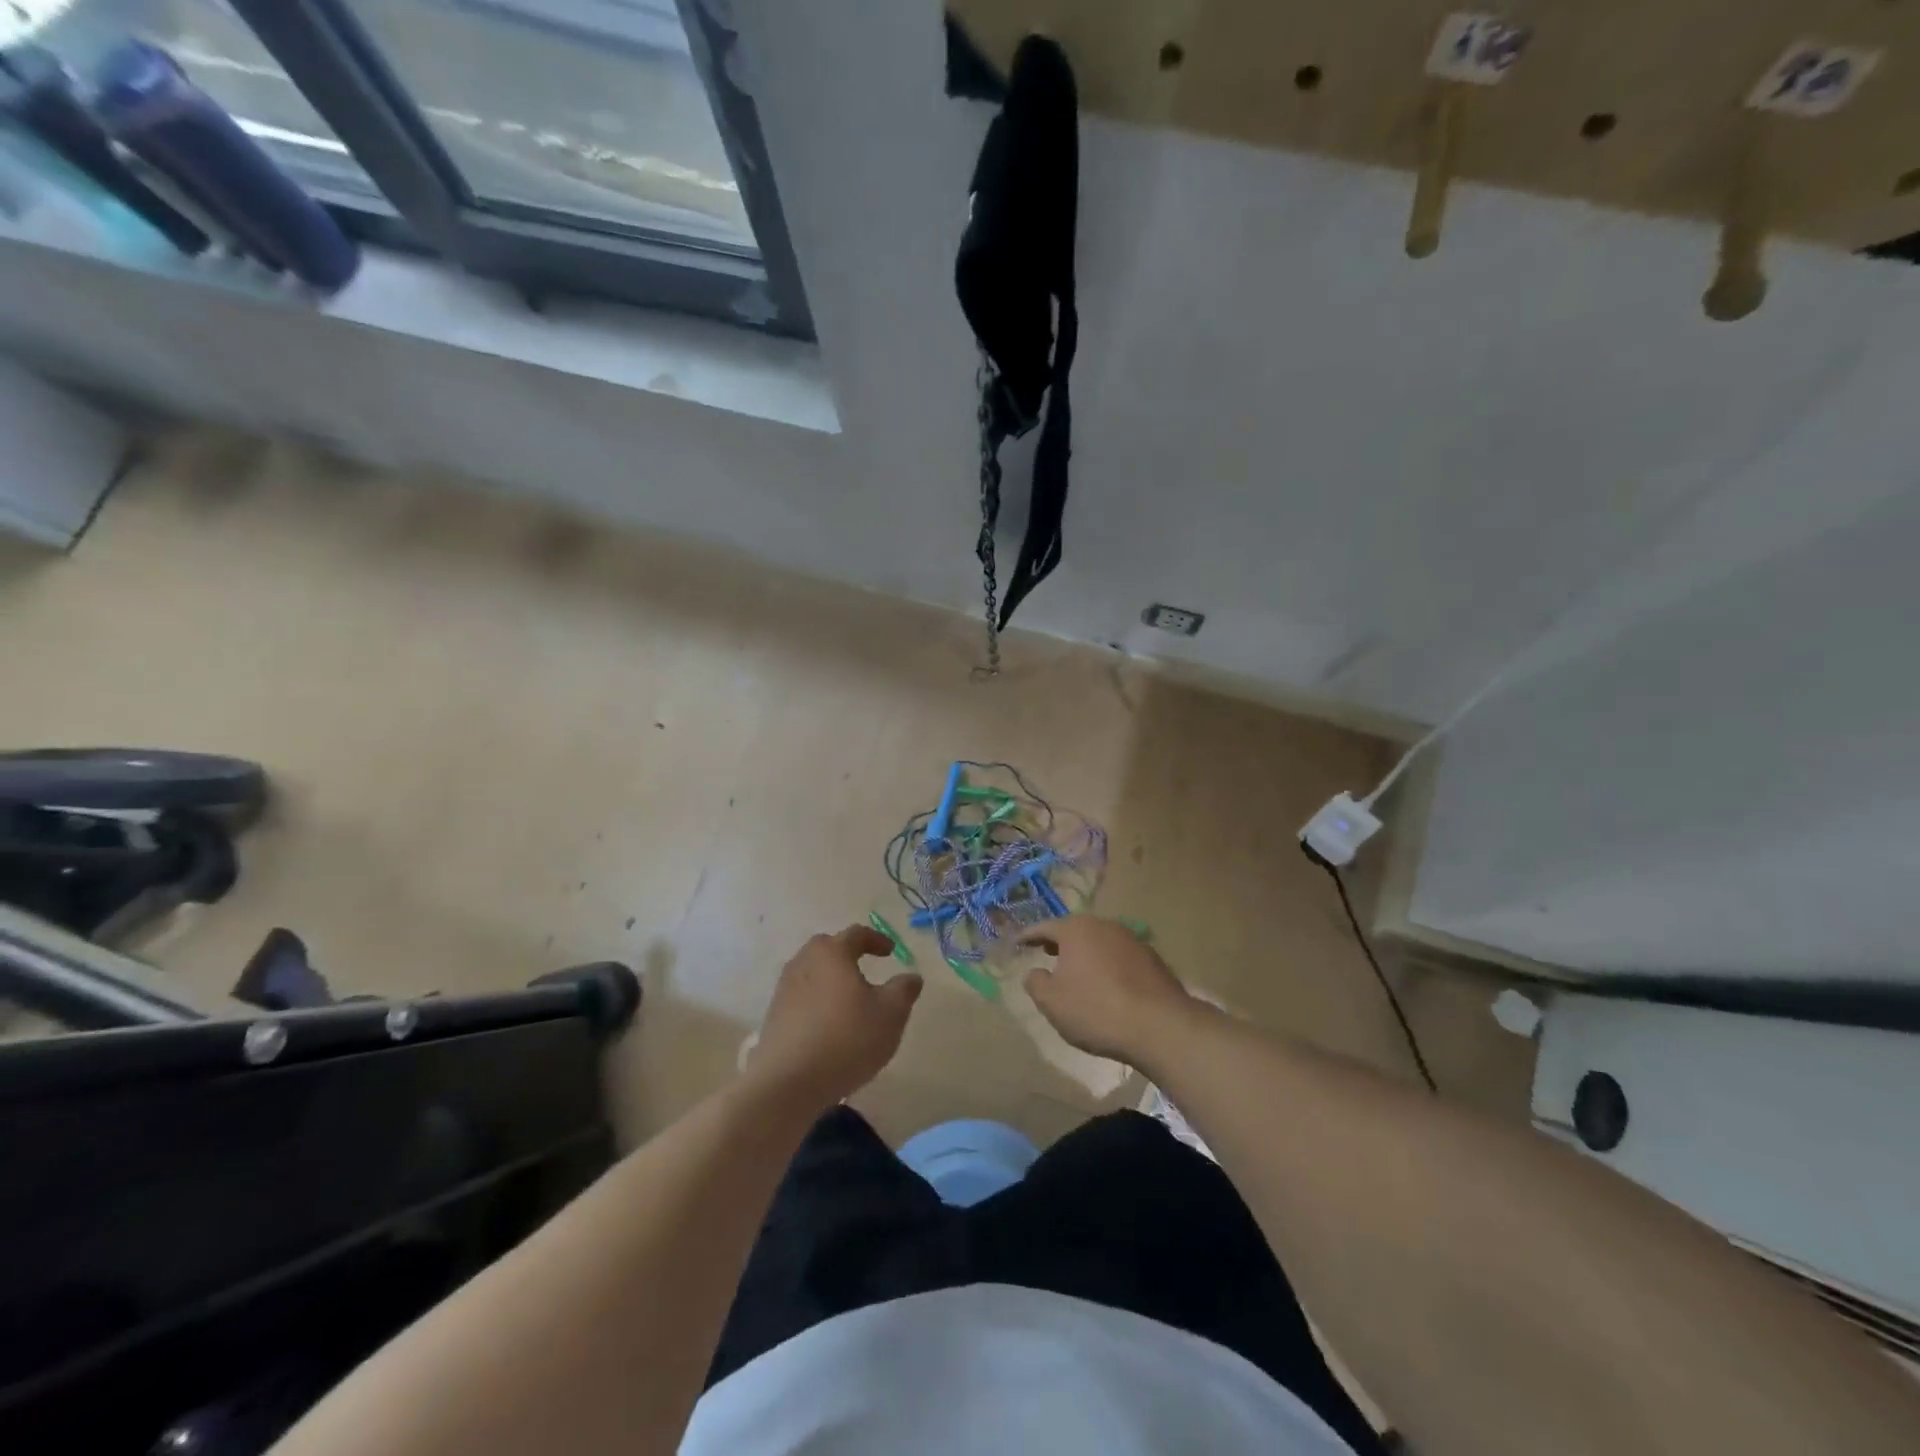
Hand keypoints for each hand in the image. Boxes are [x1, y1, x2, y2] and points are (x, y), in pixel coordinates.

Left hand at [747, 926, 922, 1105]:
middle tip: (865, 968)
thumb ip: (904, 990)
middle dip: (848, 954)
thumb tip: (912, 977)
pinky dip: (817, 1001)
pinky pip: (801, 997)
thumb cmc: (846, 1039)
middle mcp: (804, 962)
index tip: (891, 951)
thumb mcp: (890, 1014)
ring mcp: (784, 989)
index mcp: (832, 953)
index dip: (877, 940)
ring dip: (830, 979)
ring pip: (812, 972)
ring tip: (848, 999)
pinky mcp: (774, 1015)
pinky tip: (828, 1024)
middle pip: (827, 949)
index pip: (856, 934)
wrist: (788, 1082)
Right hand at [1019, 916, 1192, 1062]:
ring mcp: (1131, 939)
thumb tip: (1034, 972)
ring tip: (1077, 970)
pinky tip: (1108, 984)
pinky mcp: (1152, 958)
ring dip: (1086, 953)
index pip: (1044, 927)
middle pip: (1074, 930)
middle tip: (1046, 952)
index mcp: (1076, 930)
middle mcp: (1104, 925)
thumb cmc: (1096, 1010)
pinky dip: (1108, 964)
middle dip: (1059, 941)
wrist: (1160, 1026)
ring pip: (1099, 941)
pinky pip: (1120, 956)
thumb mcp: (1052, 1002)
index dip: (1028, 936)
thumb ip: (1035, 983)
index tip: (1017, 942)